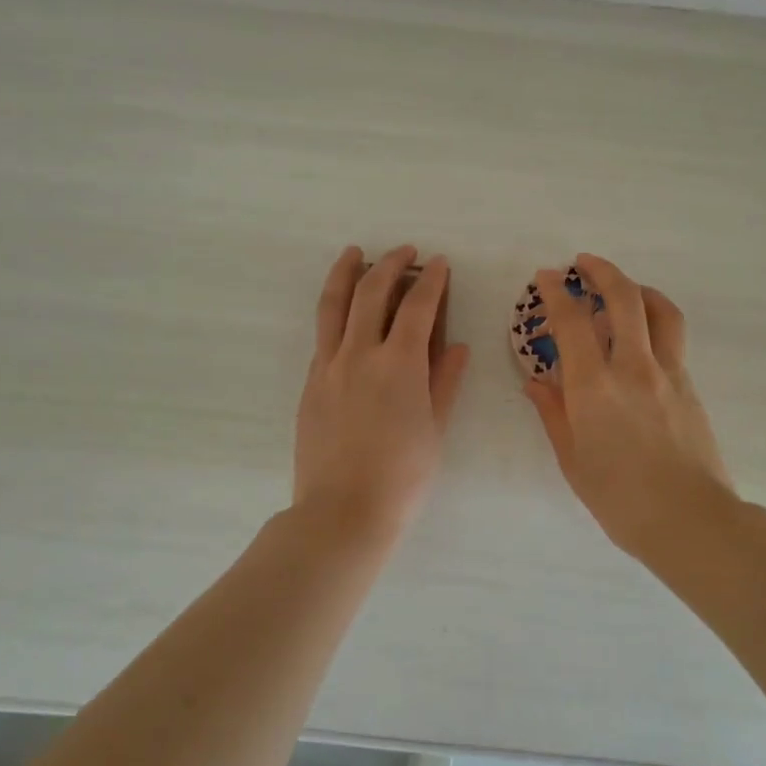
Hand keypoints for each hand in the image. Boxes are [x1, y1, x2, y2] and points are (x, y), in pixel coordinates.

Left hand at [294, 245, 469, 548]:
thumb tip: (455, 347)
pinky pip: (322, 335)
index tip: (439, 263)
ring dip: (347, 273)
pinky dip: (334, 312)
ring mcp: (328, 367)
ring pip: (334, 306)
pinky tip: (341, 311)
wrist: (342, 512)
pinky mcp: (310, 384)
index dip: (431, 281)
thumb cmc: (402, 478)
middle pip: (371, 293)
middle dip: (390, 264)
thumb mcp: (435, 430)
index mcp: (399, 364)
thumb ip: (444, 382)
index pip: (417, 307)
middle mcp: (359, 354)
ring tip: (355, 253)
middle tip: (405, 252)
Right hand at [524, 254, 733, 560]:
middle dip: (602, 271)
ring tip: (621, 289)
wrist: (690, 520)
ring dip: (637, 288)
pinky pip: (673, 337)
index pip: (573, 323)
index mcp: (595, 388)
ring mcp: (669, 373)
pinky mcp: (690, 386)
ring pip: (659, 310)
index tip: (546, 276)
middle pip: (624, 299)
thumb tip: (537, 382)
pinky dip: (654, 319)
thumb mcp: (574, 461)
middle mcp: (633, 368)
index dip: (556, 293)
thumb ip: (554, 415)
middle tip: (583, 263)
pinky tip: (642, 335)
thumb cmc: (620, 499)